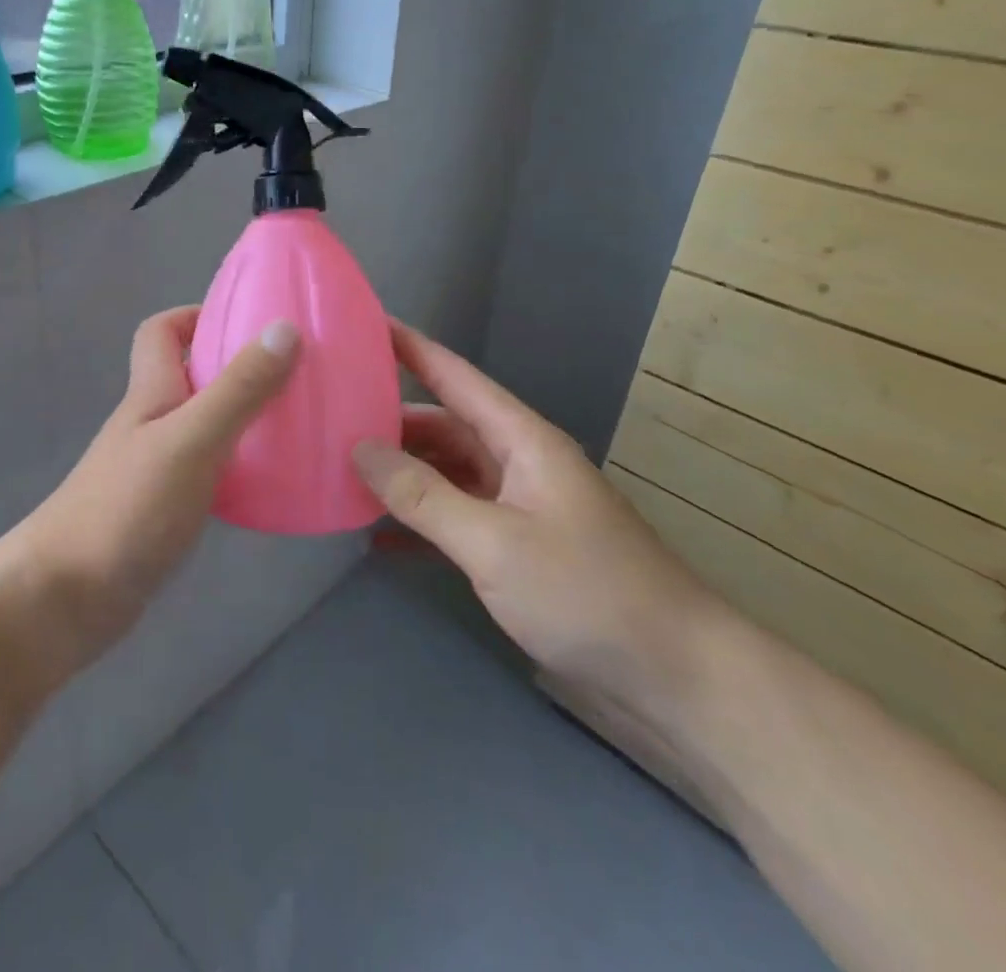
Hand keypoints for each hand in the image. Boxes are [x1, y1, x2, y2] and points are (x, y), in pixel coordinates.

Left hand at [14, 307, 299, 675]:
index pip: (160, 332)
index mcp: (150, 393)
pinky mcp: (162, 512)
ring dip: (241, 419)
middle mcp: (150, 423)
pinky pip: (207, 472)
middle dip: (234, 368)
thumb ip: (238, 388)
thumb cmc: (127, 507)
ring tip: (295, 425)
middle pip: (188, 377)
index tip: (247, 321)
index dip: (195, 315)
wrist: (65, 598)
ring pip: (202, 426)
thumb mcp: (191, 439)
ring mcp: (153, 469)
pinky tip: (269, 485)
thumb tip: (284, 328)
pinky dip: (236, 468)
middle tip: (290, 375)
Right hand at [353, 322, 719, 712]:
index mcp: (521, 440)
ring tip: (341, 473)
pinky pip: (456, 518)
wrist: (677, 680)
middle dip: (389, 420)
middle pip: (443, 425)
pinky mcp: (518, 550)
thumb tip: (358, 449)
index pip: (454, 376)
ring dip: (400, 474)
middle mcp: (517, 462)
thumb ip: (423, 495)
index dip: (409, 347)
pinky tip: (377, 536)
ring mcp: (518, 507)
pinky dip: (419, 522)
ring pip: (446, 472)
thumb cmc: (587, 593)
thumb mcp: (494, 543)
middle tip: (328, 418)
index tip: (361, 324)